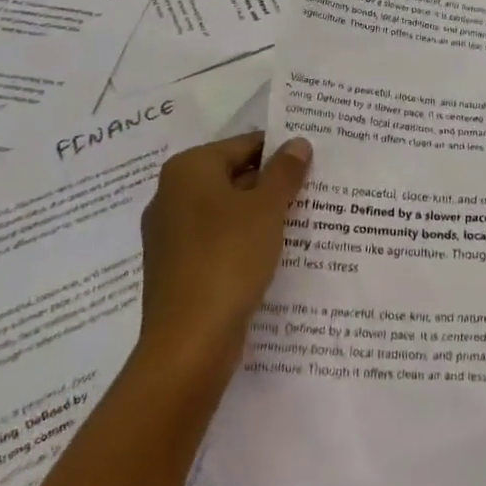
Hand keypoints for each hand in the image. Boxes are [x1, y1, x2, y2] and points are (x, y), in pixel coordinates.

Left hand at [137, 131, 312, 379]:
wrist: (189, 342)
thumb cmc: (228, 257)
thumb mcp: (267, 208)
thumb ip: (284, 171)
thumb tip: (297, 142)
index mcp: (188, 169)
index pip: (244, 145)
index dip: (281, 151)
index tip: (314, 162)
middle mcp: (172, 194)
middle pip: (234, 176)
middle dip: (272, 184)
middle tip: (315, 190)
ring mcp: (170, 234)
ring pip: (227, 212)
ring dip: (261, 216)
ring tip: (303, 222)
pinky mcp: (177, 269)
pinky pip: (218, 242)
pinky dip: (244, 243)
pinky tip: (275, 255)